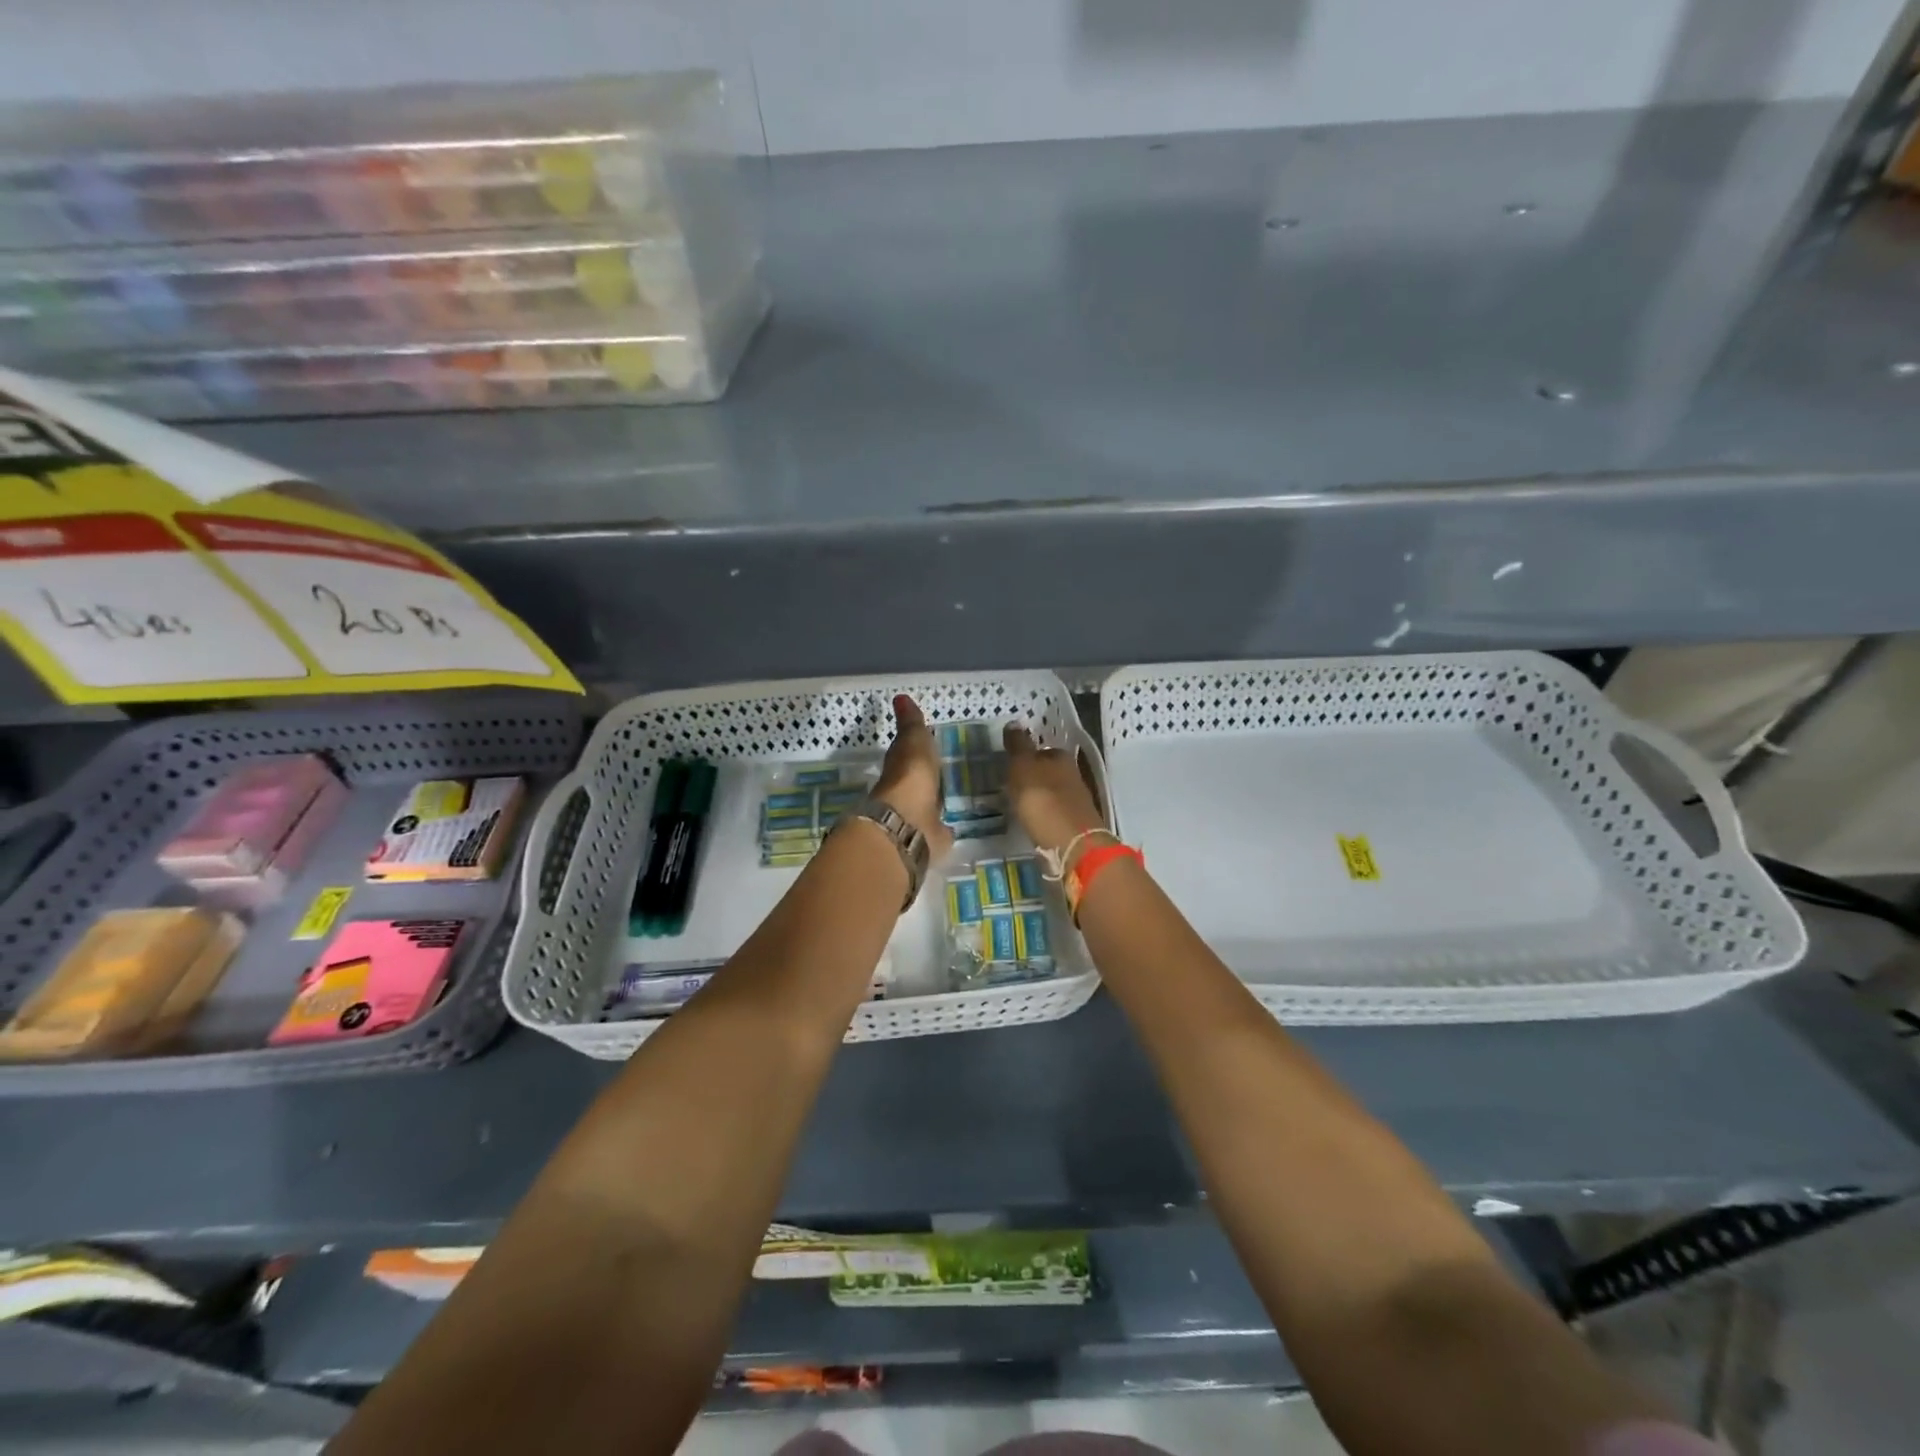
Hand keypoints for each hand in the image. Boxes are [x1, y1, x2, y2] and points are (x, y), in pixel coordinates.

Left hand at [873, 695, 953, 859]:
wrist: (908, 825)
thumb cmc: (911, 778)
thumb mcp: (913, 742)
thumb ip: (911, 724)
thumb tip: (900, 696)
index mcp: (901, 768)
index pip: (908, 754)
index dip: (916, 747)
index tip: (929, 742)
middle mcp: (907, 792)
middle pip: (918, 780)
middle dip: (928, 775)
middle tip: (944, 768)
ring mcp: (919, 816)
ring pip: (929, 803)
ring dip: (936, 799)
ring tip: (953, 792)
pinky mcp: (932, 838)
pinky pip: (940, 827)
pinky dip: (945, 824)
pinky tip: (954, 822)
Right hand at [1004, 724, 1109, 864]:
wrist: (1071, 843)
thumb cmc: (1042, 800)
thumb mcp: (1023, 767)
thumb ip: (1018, 746)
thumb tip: (1014, 722)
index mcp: (1061, 757)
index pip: (1042, 750)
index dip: (1026, 757)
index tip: (1010, 766)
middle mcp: (1073, 775)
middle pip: (1049, 772)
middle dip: (1033, 778)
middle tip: (1011, 787)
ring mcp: (1077, 801)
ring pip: (1053, 793)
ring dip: (1039, 798)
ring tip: (1019, 806)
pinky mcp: (1077, 824)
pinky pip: (1055, 813)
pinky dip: (1044, 815)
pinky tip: (1034, 822)